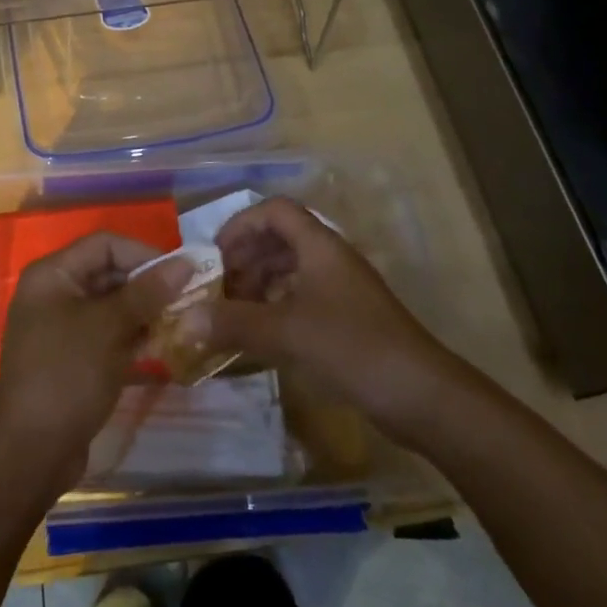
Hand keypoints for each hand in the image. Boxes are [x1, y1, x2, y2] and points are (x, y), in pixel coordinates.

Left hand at [0, 233, 190, 489]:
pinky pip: (109, 334)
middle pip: (109, 273)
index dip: (143, 253)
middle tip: (188, 299)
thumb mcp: (108, 328)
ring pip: (112, 306)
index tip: (180, 273)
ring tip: (183, 322)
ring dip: (146, 312)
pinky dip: (134, 337)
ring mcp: (63, 328)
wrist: (29, 453)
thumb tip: (185, 263)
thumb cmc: (66, 375)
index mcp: (53, 275)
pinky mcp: (74, 358)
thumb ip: (146, 293)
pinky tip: (164, 347)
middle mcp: (55, 293)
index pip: (105, 244)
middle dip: (148, 284)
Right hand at [193, 196, 455, 442]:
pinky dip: (276, 306)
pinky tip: (261, 334)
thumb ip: (235, 323)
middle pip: (280, 238)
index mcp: (319, 246)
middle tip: (220, 287)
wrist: (421, 395)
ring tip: (234, 311)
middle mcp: (330, 259)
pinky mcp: (348, 319)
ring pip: (291, 269)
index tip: (215, 254)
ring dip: (259, 283)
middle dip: (245, 258)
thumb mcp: (287, 332)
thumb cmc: (352, 347)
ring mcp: (341, 289)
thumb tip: (186, 319)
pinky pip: (302, 297)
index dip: (241, 224)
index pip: (274, 211)